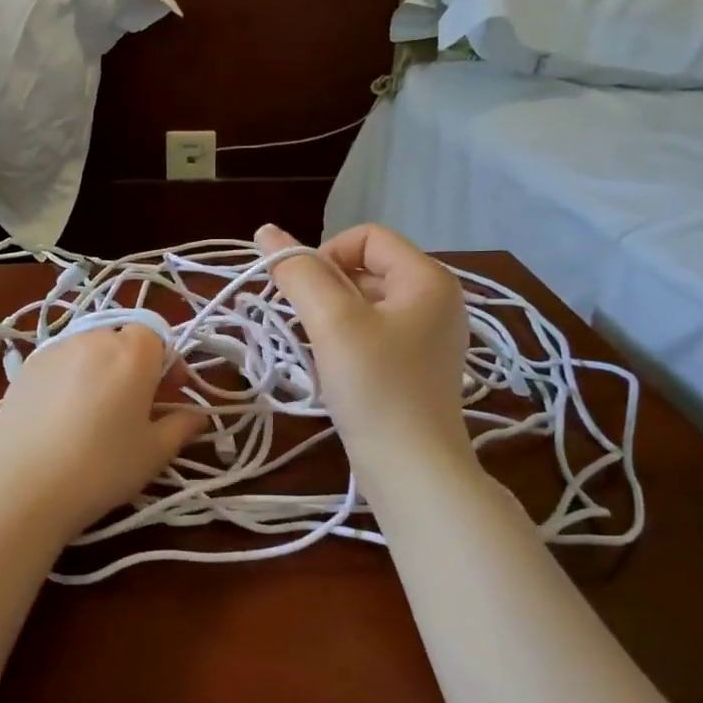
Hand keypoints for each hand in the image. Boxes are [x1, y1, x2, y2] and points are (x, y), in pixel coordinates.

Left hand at [0, 324, 205, 542]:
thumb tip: (198, 416)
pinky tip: (62, 416)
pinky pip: (58, 363)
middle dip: (132, 364)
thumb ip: (181, 426)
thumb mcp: (154, 452)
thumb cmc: (103, 467)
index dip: (167, 361)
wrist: (25, 487)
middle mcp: (92, 339)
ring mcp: (54, 350)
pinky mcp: (25, 368)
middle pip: (120, 339)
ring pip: (87, 349)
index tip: (168, 392)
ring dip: (98, 369)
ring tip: (95, 410)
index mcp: (132, 352)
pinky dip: (68, 378)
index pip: (156, 335)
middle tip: (134, 404)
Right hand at [255, 223, 472, 472]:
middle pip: (365, 267)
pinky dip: (346, 341)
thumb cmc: (375, 388)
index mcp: (428, 278)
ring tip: (320, 351)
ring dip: (331, 318)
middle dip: (325, 289)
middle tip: (307, 327)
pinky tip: (335, 370)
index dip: (325, 255)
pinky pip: (373, 332)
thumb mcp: (332, 322)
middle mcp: (436, 298)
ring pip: (365, 303)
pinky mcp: (416, 365)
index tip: (303, 296)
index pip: (365, 236)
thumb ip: (298, 272)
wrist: (412, 470)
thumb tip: (266, 231)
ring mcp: (429, 335)